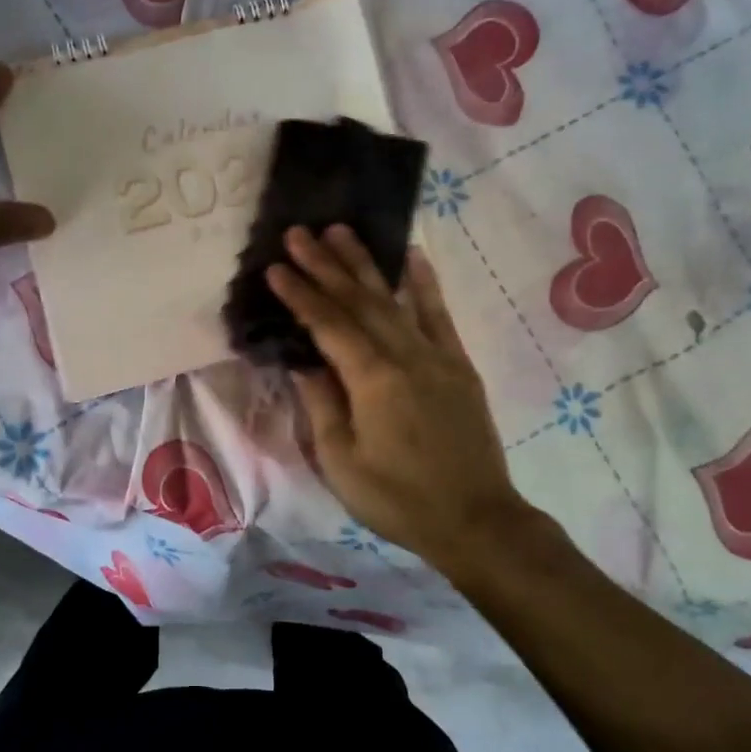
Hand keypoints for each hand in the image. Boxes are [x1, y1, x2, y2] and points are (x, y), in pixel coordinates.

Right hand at [267, 227, 531, 575]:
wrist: (475, 519)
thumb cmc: (398, 498)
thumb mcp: (342, 462)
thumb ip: (322, 406)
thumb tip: (302, 363)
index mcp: (372, 380)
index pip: (328, 325)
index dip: (300, 294)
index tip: (275, 266)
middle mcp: (405, 355)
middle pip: (359, 301)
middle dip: (326, 265)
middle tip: (299, 232)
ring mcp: (436, 356)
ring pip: (394, 299)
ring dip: (365, 264)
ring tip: (341, 231)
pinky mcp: (458, 366)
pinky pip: (439, 315)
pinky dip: (424, 284)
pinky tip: (412, 257)